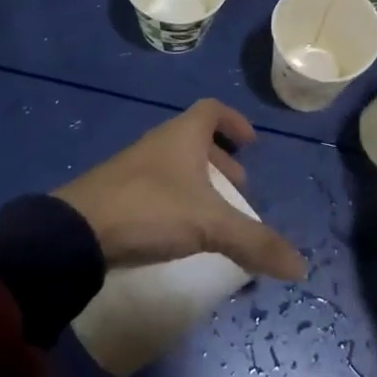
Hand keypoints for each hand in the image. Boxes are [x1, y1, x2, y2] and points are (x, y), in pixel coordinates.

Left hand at [55, 100, 305, 280]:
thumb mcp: (209, 225)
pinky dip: (176, 201)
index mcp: (182, 136)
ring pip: (175, 166)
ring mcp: (134, 168)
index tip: (251, 143)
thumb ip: (255, 242)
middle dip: (222, 162)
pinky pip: (156, 188)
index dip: (235, 122)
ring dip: (199, 184)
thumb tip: (301, 265)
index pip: (212, 110)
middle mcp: (158, 144)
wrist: (75, 232)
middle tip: (239, 191)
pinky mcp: (116, 194)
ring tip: (214, 216)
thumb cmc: (150, 209)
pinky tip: (180, 231)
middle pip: (196, 140)